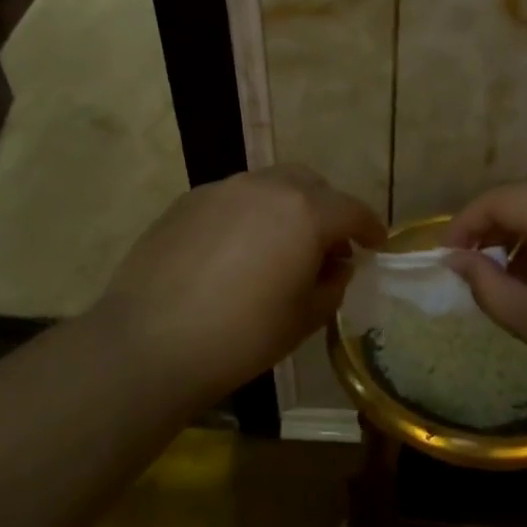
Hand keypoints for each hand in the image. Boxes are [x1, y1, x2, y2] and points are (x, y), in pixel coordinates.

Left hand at [94, 165, 385, 407]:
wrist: (151, 342)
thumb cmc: (242, 336)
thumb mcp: (304, 317)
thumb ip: (332, 283)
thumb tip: (337, 265)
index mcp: (305, 212)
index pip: (351, 210)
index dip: (370, 228)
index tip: (376, 244)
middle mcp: (265, 187)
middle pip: (310, 185)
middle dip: (327, 210)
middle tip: (326, 246)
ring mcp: (221, 190)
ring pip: (269, 186)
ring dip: (286, 209)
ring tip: (279, 248)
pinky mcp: (186, 201)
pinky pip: (232, 199)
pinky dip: (248, 216)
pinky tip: (235, 252)